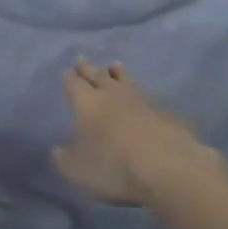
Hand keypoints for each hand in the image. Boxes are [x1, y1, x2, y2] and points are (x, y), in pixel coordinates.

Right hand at [52, 59, 227, 206]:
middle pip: (99, 76)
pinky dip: (143, 96)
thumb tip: (59, 150)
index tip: (68, 71)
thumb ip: (64, 157)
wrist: (167, 167)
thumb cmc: (112, 166)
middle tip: (83, 59)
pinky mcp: (167, 115)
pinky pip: (150, 99)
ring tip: (115, 65)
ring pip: (127, 81)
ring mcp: (143, 102)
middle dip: (89, 69)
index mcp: (87, 103)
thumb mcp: (76, 169)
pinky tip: (145, 98)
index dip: (70, 78)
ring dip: (118, 74)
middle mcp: (113, 96)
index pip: (75, 84)